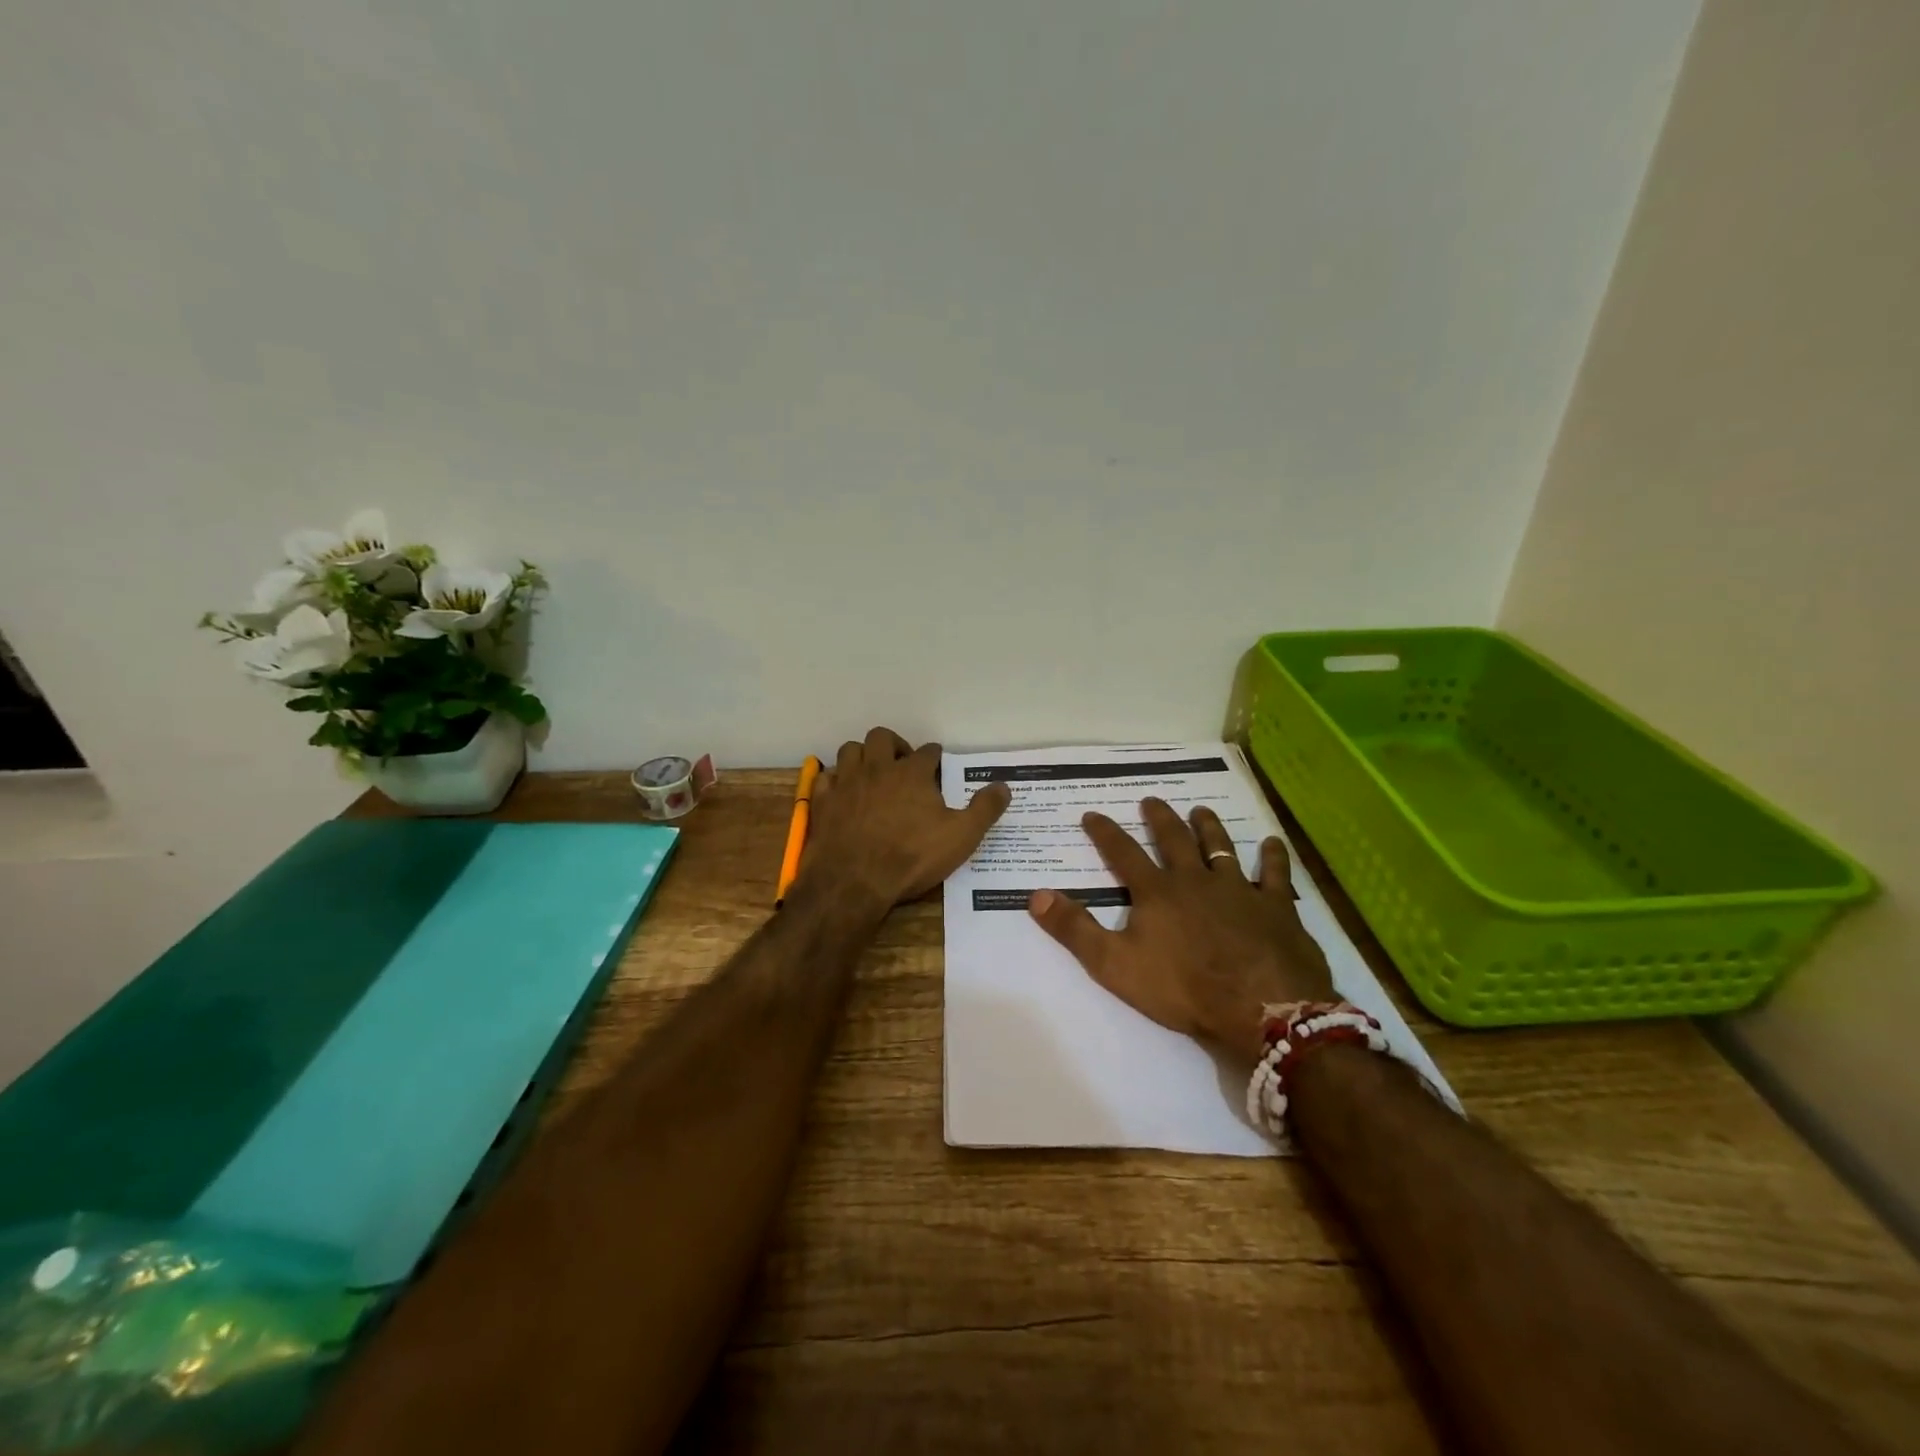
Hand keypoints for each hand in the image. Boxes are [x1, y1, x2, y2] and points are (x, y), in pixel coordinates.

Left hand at [801, 727, 1011, 910]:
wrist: (854, 881)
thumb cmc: (912, 857)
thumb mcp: (961, 837)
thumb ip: (984, 809)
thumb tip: (1004, 786)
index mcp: (913, 774)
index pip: (927, 752)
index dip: (934, 757)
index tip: (937, 764)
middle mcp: (878, 768)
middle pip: (882, 738)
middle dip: (894, 744)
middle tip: (902, 764)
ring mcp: (846, 783)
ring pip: (850, 750)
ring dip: (862, 756)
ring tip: (872, 773)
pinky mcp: (823, 801)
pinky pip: (825, 777)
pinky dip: (835, 780)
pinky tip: (843, 792)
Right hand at [1027, 799, 1334, 1068]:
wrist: (1260, 1008)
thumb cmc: (1183, 989)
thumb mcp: (1114, 965)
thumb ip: (1075, 929)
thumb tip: (1036, 895)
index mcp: (1157, 892)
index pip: (1123, 853)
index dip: (1105, 833)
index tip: (1092, 814)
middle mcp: (1195, 880)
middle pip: (1174, 840)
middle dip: (1159, 818)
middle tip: (1151, 800)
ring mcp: (1239, 890)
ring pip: (1220, 847)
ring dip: (1209, 827)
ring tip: (1201, 810)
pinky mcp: (1276, 906)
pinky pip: (1275, 873)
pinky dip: (1273, 856)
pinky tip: (1272, 843)